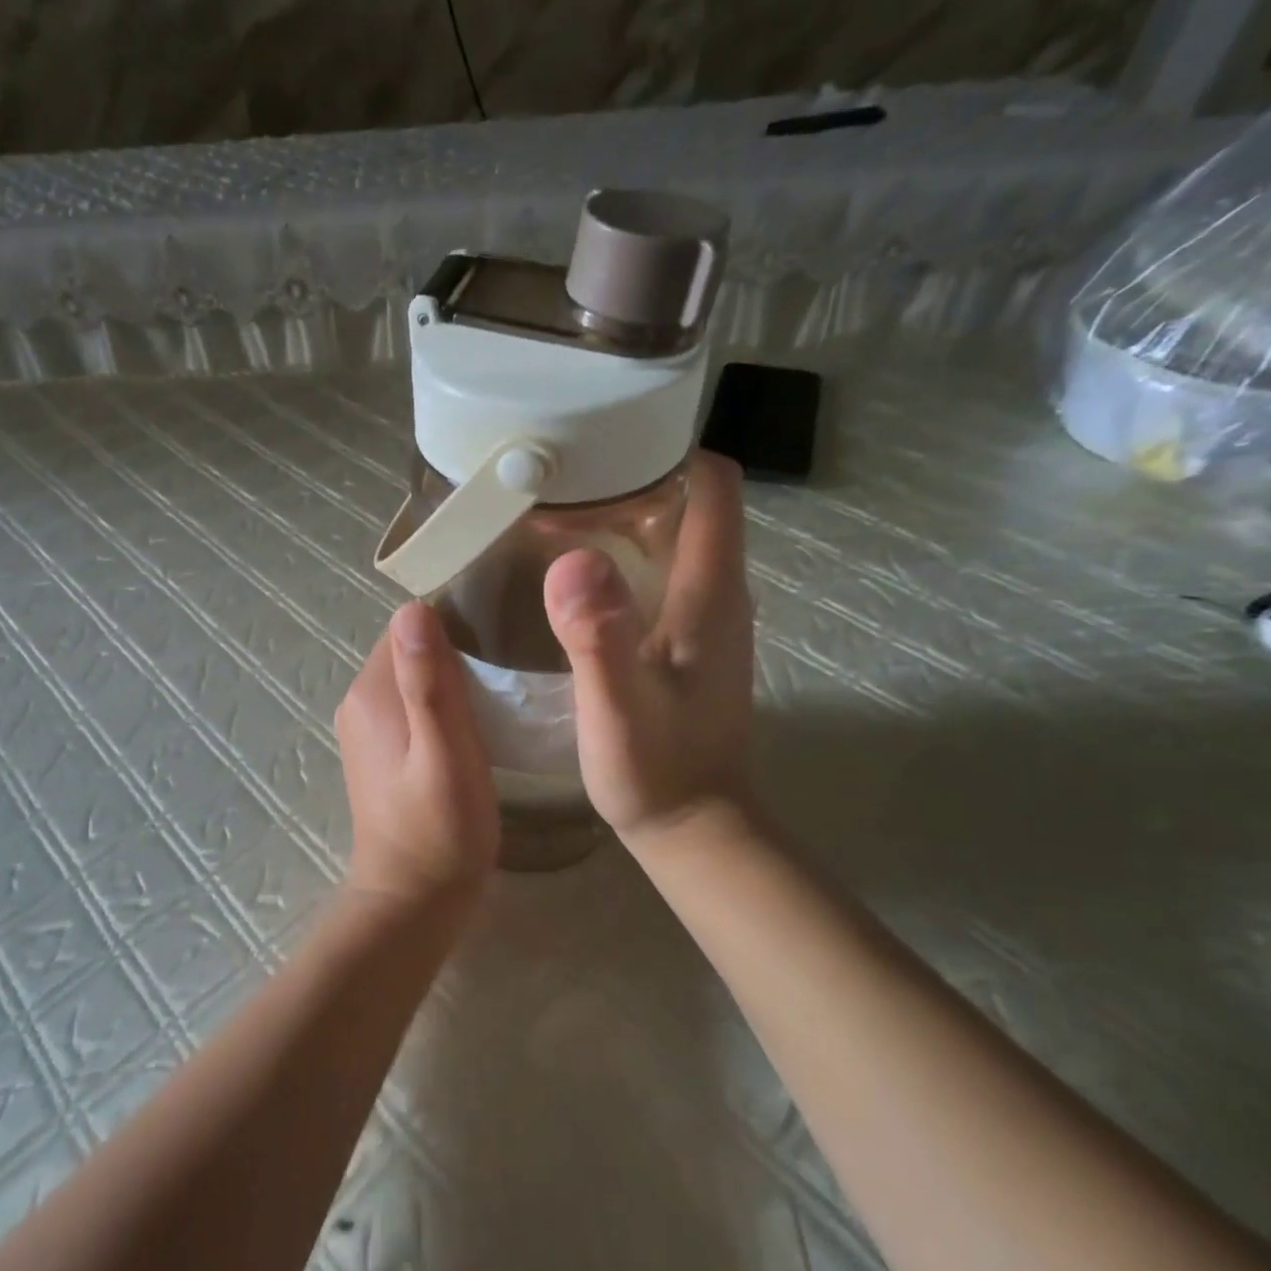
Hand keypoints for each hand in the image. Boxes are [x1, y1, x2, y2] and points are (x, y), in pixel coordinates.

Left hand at [335, 601, 498, 901]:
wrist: (412, 899)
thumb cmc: (440, 830)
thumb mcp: (445, 754)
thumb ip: (429, 684)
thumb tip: (413, 609)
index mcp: (371, 693)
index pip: (409, 627)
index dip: (454, 622)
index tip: (502, 630)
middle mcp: (359, 700)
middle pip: (410, 649)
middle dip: (456, 646)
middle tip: (511, 659)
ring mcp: (365, 726)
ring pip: (413, 675)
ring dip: (452, 674)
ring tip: (501, 686)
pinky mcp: (379, 748)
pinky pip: (411, 702)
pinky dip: (441, 700)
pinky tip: (476, 718)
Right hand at [542, 453, 754, 846]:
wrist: (694, 829)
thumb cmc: (656, 772)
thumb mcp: (618, 708)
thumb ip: (599, 636)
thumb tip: (571, 558)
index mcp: (710, 590)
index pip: (712, 483)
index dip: (665, 448)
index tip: (601, 440)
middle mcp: (717, 591)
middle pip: (687, 499)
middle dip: (628, 475)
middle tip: (557, 474)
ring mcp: (704, 616)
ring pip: (671, 534)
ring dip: (620, 514)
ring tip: (553, 511)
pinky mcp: (686, 639)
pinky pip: (658, 570)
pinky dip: (619, 553)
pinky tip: (571, 571)